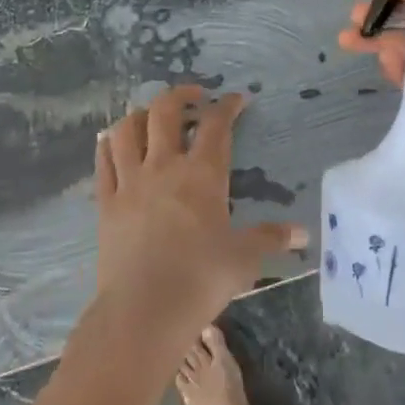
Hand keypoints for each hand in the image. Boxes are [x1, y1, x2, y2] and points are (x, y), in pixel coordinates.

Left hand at [86, 85, 305, 357]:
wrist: (144, 309)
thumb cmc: (201, 279)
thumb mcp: (244, 258)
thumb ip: (270, 238)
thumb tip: (301, 233)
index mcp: (202, 175)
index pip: (216, 126)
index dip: (228, 107)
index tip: (236, 99)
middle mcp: (163, 167)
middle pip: (165, 112)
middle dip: (181, 95)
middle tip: (194, 96)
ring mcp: (129, 182)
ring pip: (127, 130)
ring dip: (140, 114)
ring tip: (151, 116)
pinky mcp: (106, 202)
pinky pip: (103, 161)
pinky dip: (108, 144)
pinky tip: (111, 141)